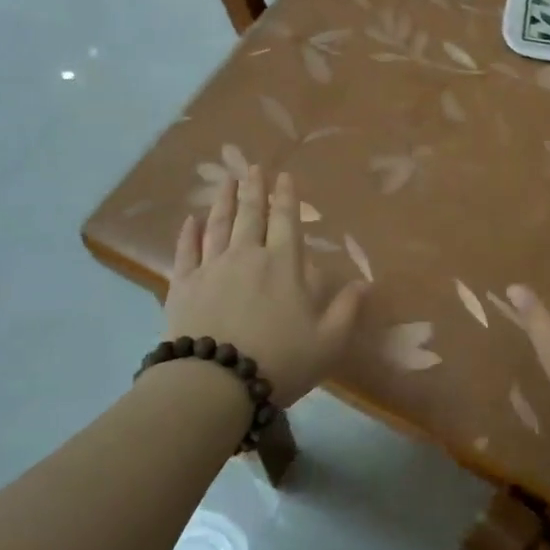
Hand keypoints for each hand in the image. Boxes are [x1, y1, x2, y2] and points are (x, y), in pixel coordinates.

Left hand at [165, 167, 366, 408]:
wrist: (216, 382)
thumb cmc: (280, 361)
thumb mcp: (328, 341)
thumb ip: (347, 309)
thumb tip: (365, 283)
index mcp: (284, 264)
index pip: (286, 220)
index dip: (286, 196)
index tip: (283, 176)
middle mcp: (247, 255)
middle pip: (251, 214)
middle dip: (253, 188)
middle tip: (252, 167)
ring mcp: (212, 267)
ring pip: (218, 225)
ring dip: (223, 200)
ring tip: (225, 180)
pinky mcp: (183, 285)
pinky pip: (186, 251)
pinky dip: (189, 233)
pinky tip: (191, 220)